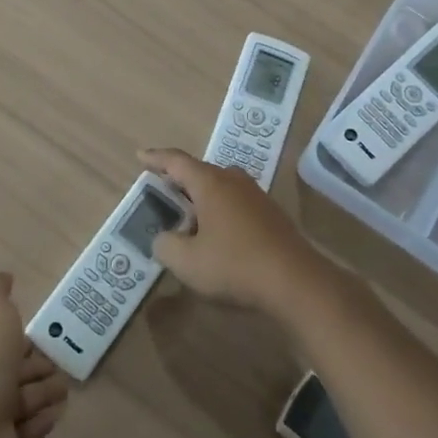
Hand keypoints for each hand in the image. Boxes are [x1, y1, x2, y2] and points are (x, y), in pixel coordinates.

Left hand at [0, 273, 69, 437]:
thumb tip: (5, 278)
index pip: (1, 338)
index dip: (22, 336)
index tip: (45, 335)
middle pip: (14, 369)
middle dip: (38, 365)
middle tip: (63, 365)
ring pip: (24, 398)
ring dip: (45, 392)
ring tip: (65, 390)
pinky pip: (28, 429)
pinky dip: (42, 421)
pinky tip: (56, 415)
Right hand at [139, 147, 327, 317]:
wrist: (297, 282)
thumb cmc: (235, 265)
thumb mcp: (188, 262)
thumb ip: (166, 246)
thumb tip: (164, 238)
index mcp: (210, 183)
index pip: (176, 161)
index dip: (156, 158)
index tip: (140, 155)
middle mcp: (233, 180)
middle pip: (200, 172)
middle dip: (179, 180)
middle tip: (162, 190)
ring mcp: (256, 195)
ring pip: (220, 187)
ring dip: (202, 197)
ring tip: (188, 215)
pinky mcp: (271, 214)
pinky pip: (236, 203)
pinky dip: (220, 211)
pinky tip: (218, 234)